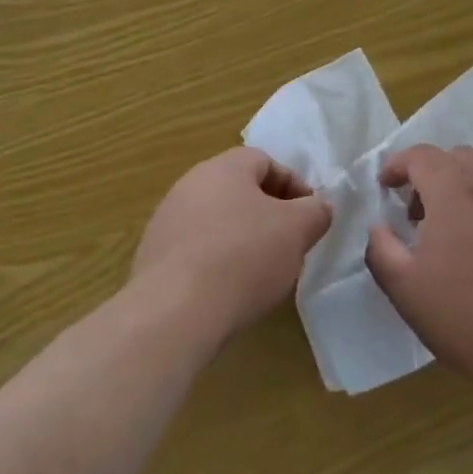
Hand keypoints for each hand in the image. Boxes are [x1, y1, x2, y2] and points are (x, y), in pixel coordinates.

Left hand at [129, 147, 332, 347]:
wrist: (175, 312)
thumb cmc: (244, 257)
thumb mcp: (297, 230)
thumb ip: (315, 212)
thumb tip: (319, 206)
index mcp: (223, 168)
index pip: (265, 161)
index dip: (293, 185)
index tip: (310, 217)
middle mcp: (189, 185)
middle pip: (239, 190)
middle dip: (268, 213)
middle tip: (289, 243)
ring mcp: (166, 221)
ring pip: (216, 220)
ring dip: (242, 238)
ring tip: (261, 272)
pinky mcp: (153, 257)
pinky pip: (195, 250)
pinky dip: (216, 262)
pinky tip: (229, 290)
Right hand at [365, 145, 472, 388]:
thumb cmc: (466, 316)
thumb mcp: (405, 288)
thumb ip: (381, 248)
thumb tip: (379, 227)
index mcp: (455, 194)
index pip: (422, 155)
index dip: (398, 164)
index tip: (385, 188)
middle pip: (457, 157)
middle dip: (430, 173)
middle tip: (415, 211)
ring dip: (459, 187)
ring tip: (449, 231)